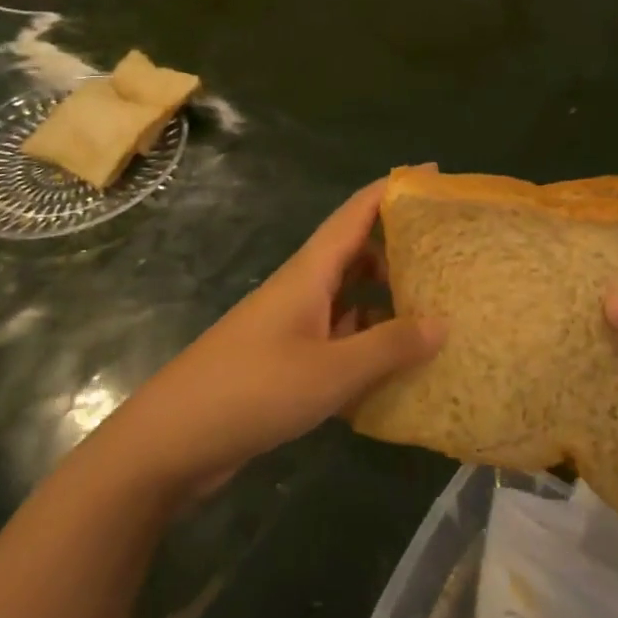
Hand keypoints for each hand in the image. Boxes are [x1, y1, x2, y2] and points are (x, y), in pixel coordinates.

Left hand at [104, 180, 444, 500]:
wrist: (170, 442)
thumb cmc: (253, 390)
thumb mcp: (331, 371)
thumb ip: (389, 347)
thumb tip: (443, 322)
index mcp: (311, 271)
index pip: (358, 212)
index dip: (395, 188)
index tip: (435, 174)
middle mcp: (303, 287)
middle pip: (357, 250)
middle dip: (400, 246)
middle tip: (447, 255)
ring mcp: (292, 324)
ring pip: (349, 295)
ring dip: (385, 297)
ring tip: (433, 310)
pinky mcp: (286, 359)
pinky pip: (338, 335)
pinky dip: (366, 340)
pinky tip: (394, 366)